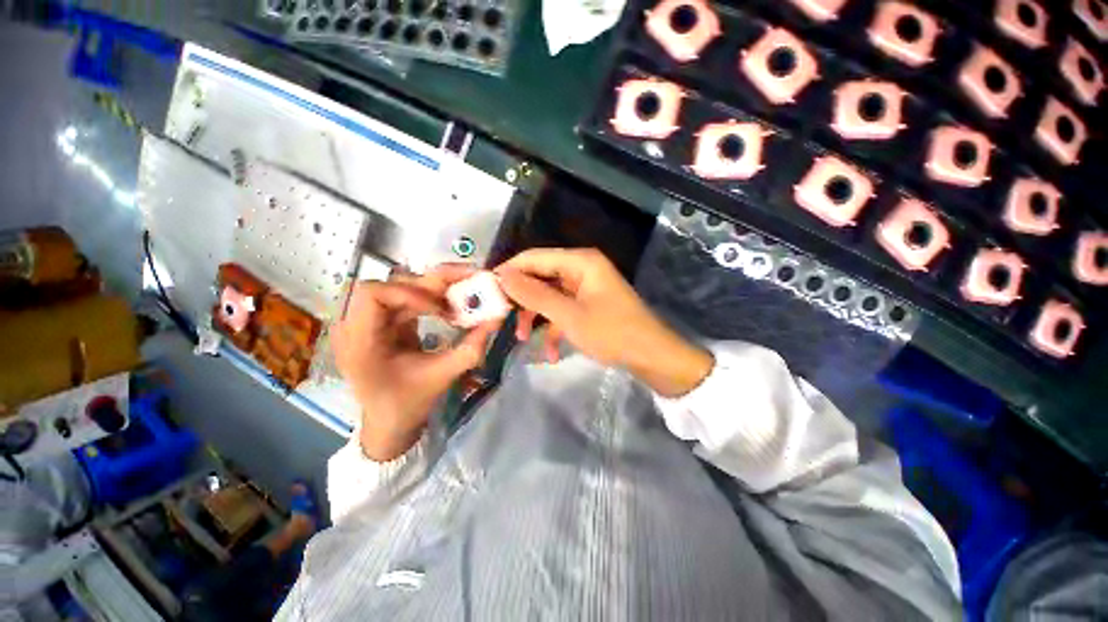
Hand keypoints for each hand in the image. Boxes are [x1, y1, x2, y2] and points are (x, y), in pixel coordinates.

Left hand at [332, 265, 500, 460]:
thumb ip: (471, 348)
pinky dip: (432, 299)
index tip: (443, 310)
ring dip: (435, 289)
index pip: (373, 294)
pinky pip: (407, 298)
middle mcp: (355, 324)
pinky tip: (450, 309)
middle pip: (391, 284)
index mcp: (359, 342)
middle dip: (433, 283)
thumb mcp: (442, 377)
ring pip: (402, 286)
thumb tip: (498, 318)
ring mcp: (367, 320)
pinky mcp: (382, 320)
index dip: (410, 294)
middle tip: (470, 282)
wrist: (389, 422)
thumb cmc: (408, 403)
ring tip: (463, 299)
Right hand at [495, 248, 712, 397]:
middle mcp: (582, 269)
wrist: (652, 357)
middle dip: (522, 299)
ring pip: (550, 296)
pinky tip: (550, 354)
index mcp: (580, 262)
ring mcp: (586, 289)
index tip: (486, 289)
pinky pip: (564, 311)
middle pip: (541, 277)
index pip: (535, 257)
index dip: (510, 270)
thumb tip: (503, 275)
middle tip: (500, 317)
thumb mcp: (568, 316)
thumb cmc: (612, 333)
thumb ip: (534, 295)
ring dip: (536, 317)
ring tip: (522, 339)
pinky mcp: (589, 306)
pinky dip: (555, 329)